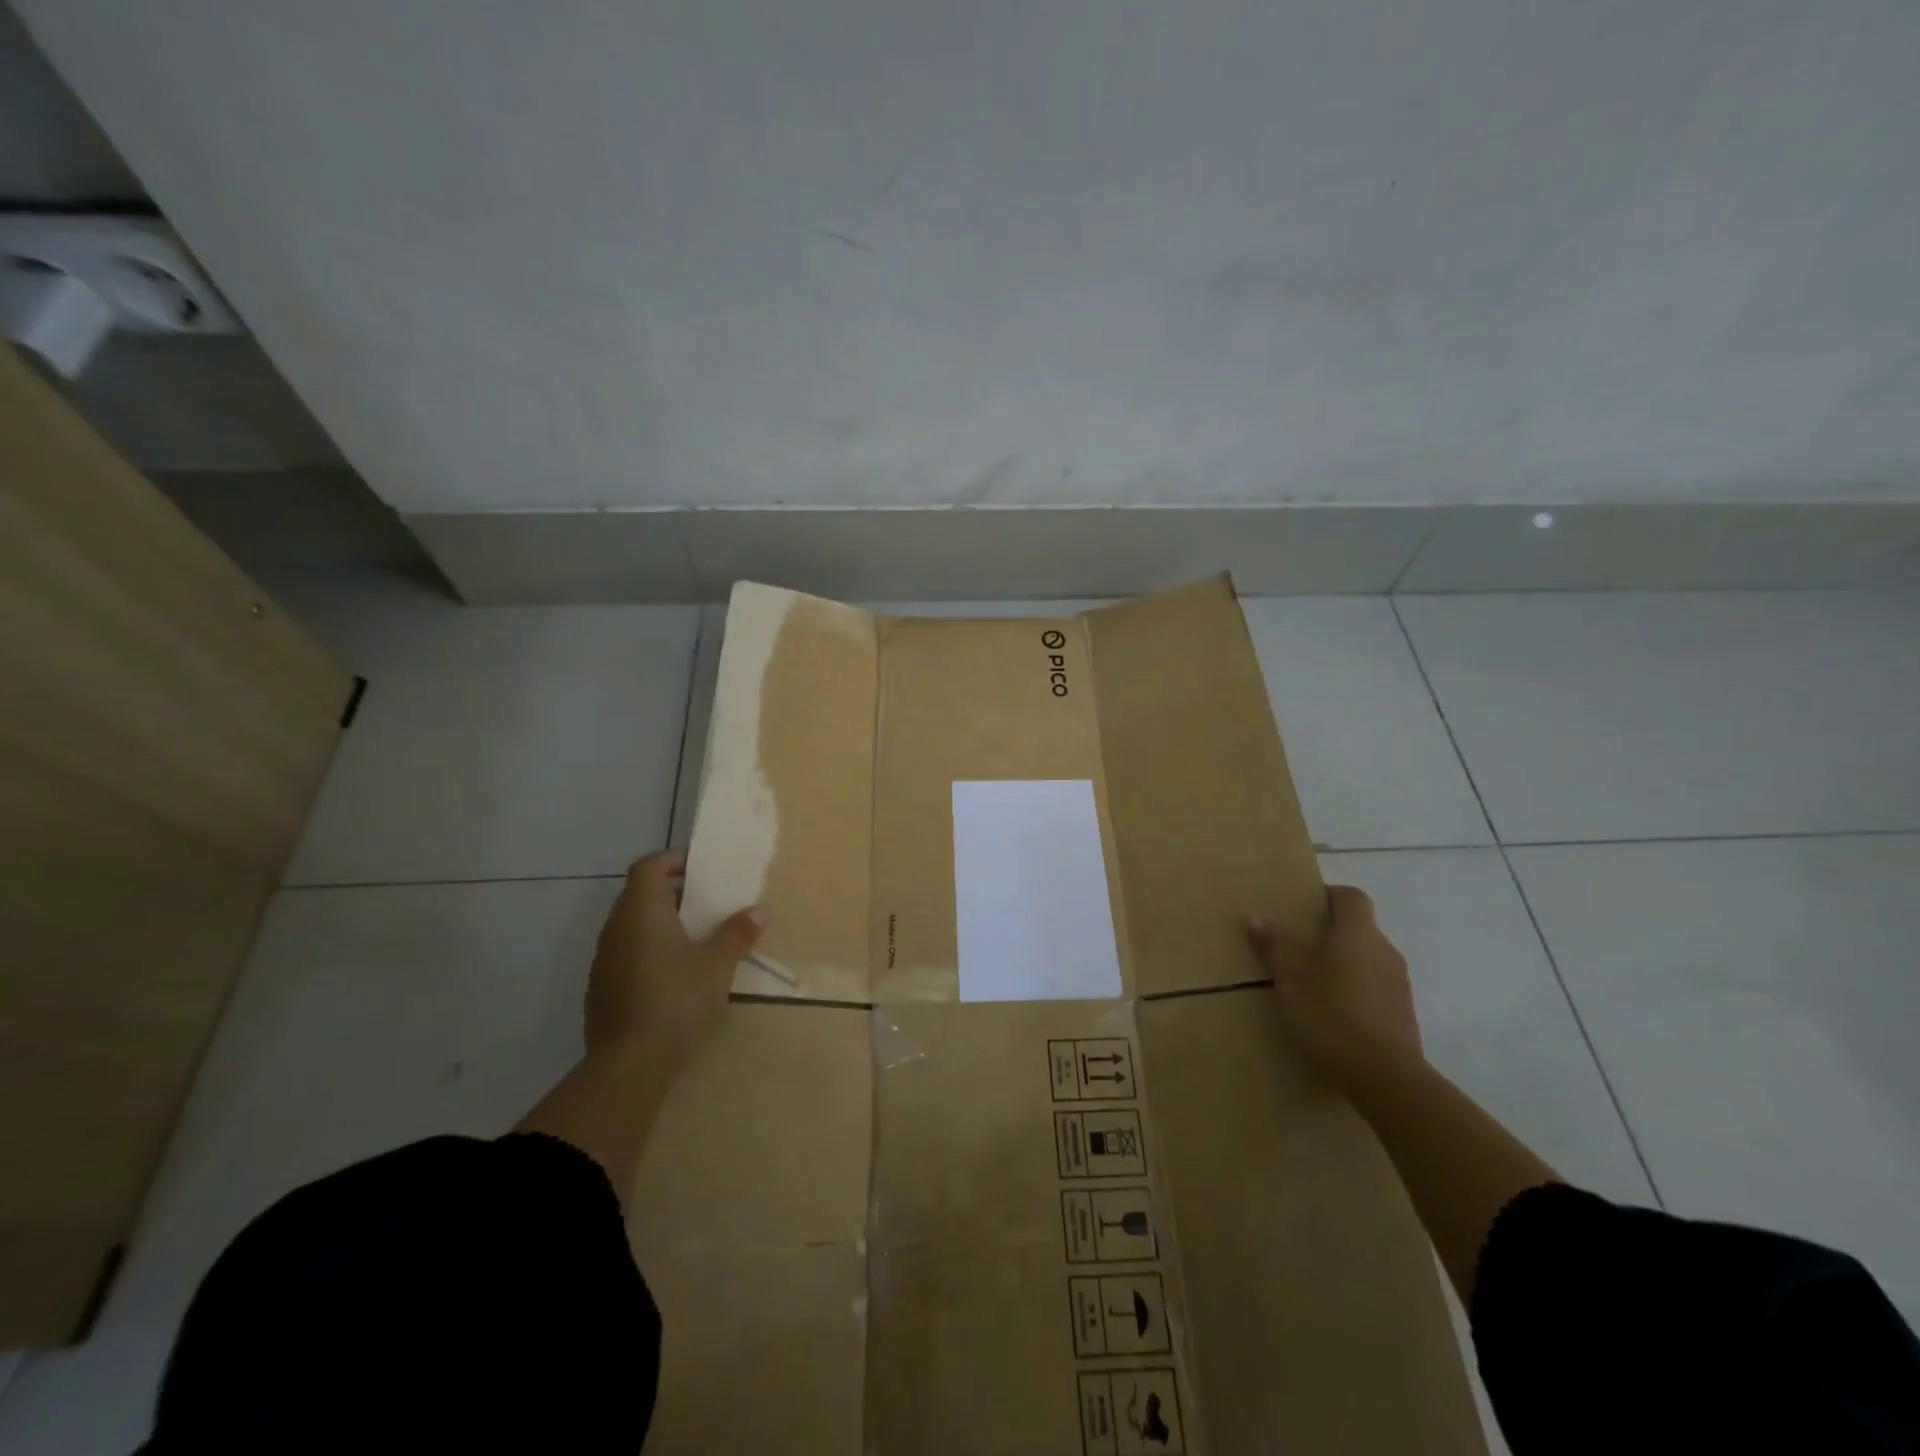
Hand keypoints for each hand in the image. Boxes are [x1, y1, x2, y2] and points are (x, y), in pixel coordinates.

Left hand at [585, 851, 763, 1078]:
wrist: (630, 1064)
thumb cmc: (678, 999)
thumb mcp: (718, 965)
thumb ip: (737, 934)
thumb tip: (758, 911)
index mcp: (642, 912)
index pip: (648, 867)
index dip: (671, 861)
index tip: (699, 870)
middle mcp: (616, 929)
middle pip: (638, 896)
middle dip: (670, 894)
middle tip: (704, 905)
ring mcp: (603, 962)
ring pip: (630, 928)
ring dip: (658, 926)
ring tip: (693, 940)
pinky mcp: (600, 992)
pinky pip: (625, 957)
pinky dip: (647, 953)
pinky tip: (673, 977)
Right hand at [1244, 885, 1422, 1089]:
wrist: (1386, 1077)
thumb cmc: (1332, 1014)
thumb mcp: (1291, 978)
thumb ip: (1274, 945)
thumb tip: (1254, 916)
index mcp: (1358, 933)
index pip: (1351, 897)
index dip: (1329, 896)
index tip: (1304, 908)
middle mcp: (1385, 950)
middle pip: (1359, 928)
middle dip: (1331, 934)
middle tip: (1298, 948)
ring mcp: (1399, 984)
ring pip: (1368, 960)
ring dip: (1344, 964)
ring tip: (1313, 985)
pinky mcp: (1403, 1014)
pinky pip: (1375, 988)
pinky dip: (1355, 992)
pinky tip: (1333, 1014)